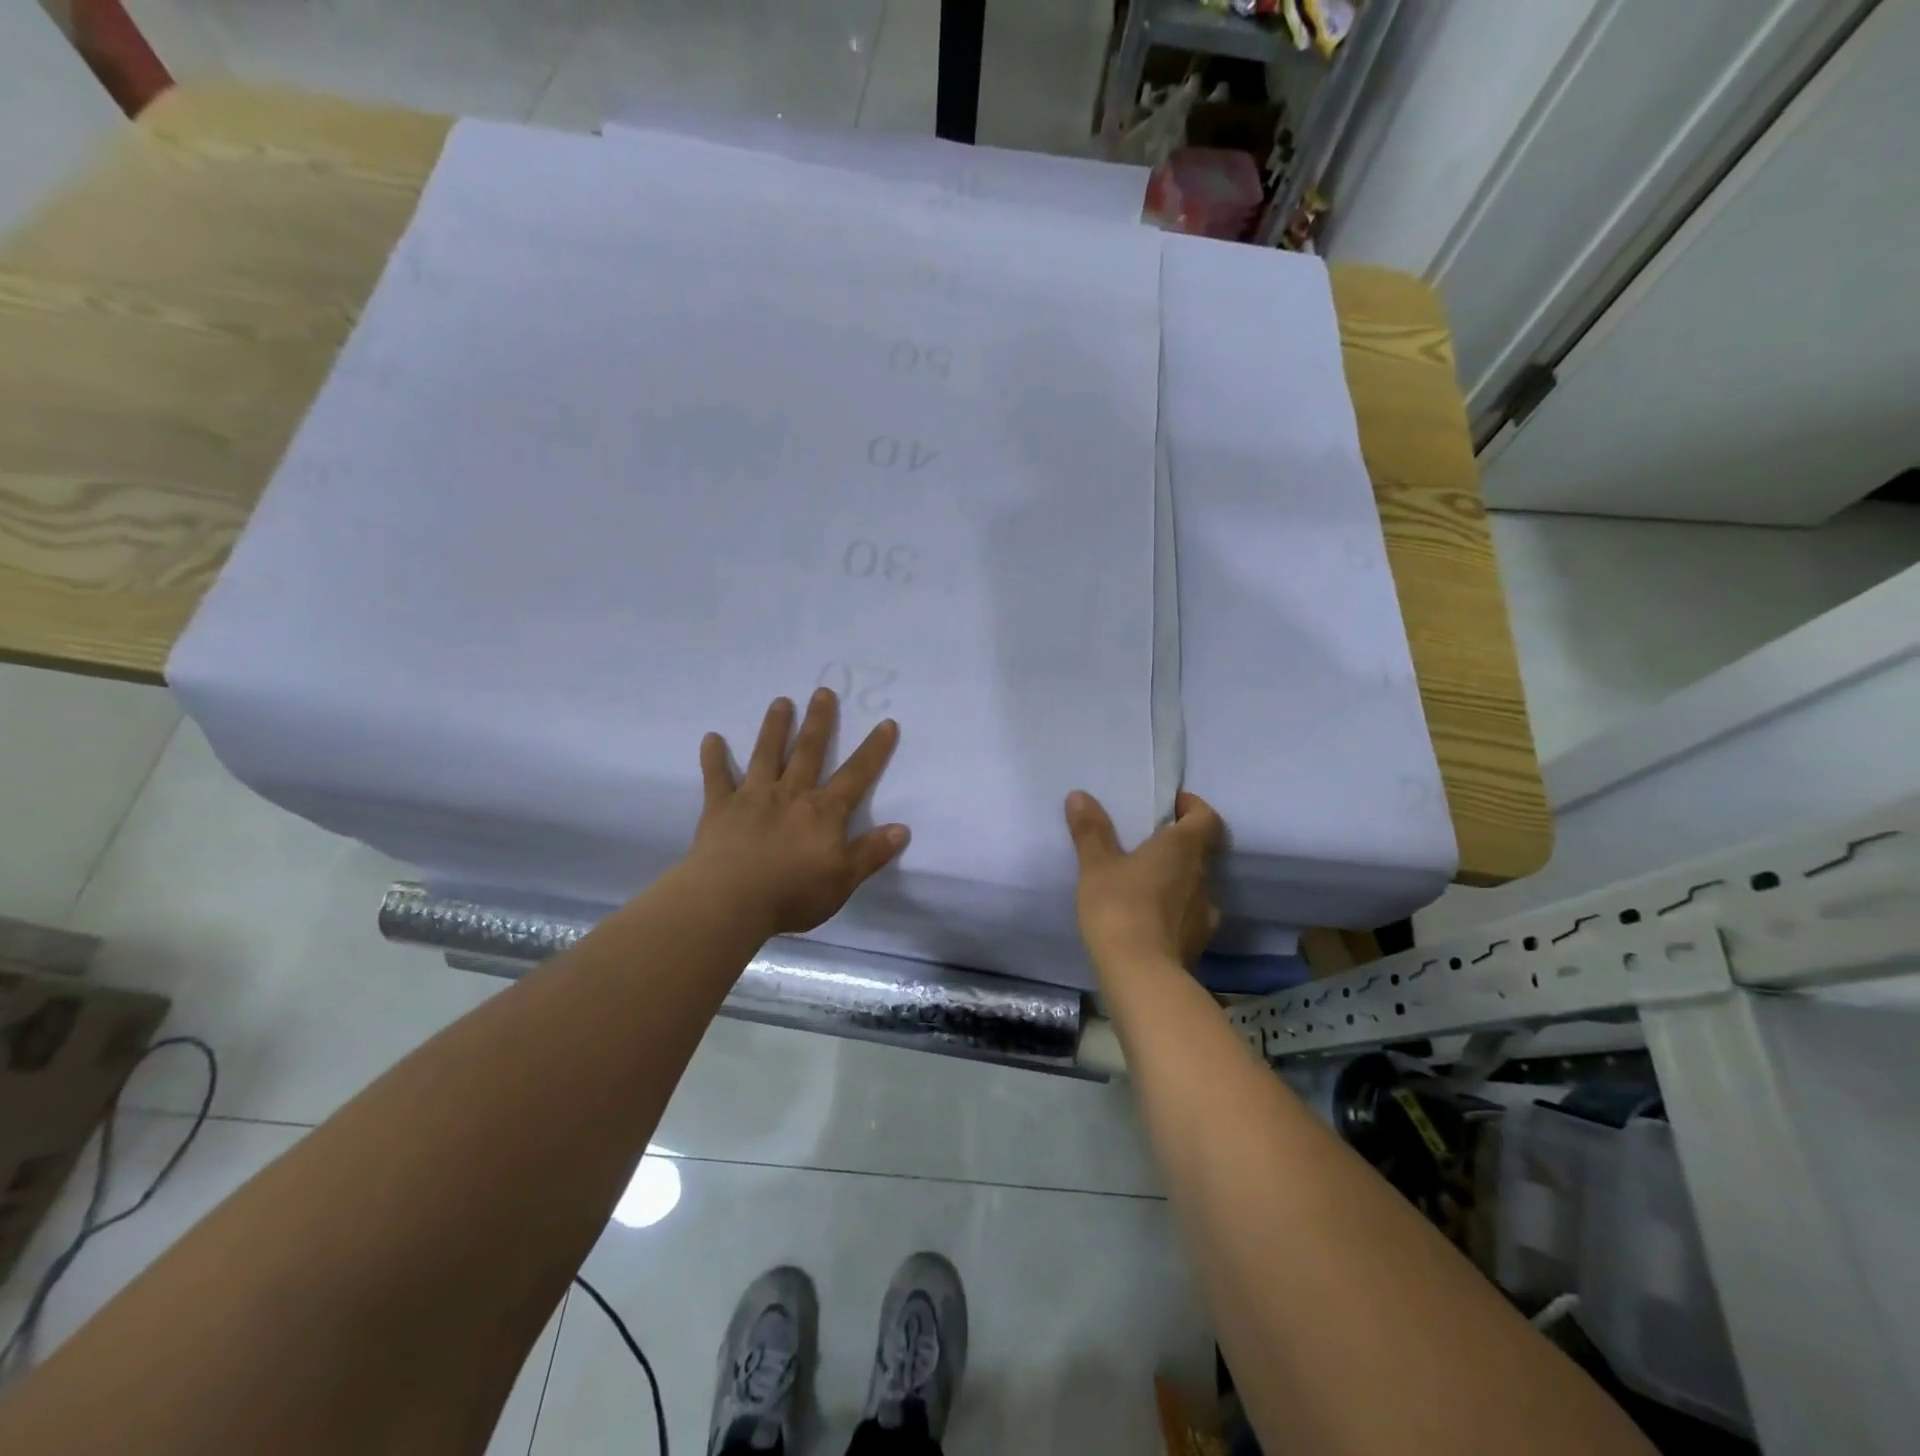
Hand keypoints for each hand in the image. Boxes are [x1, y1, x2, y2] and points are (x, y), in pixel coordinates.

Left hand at [682, 690, 909, 937]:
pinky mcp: (720, 808)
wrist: (730, 900)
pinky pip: (716, 777)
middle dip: (819, 722)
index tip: (886, 723)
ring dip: (774, 727)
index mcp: (823, 812)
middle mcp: (791, 794)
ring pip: (766, 754)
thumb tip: (902, 828)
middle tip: (823, 692)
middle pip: (809, 752)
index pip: (856, 776)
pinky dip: (713, 757)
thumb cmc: (792, 893)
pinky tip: (711, 738)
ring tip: (780, 702)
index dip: (874, 750)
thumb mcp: (843, 880)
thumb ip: (871, 852)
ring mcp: (754, 797)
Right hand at [1066, 790, 1224, 970]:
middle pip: (1201, 851)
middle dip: (1177, 844)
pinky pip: (1188, 915)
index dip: (1193, 808)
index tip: (1172, 806)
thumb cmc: (1119, 907)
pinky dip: (1173, 910)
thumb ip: (1091, 830)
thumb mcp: (1096, 866)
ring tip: (1144, 883)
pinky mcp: (1197, 942)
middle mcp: (1203, 876)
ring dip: (1175, 879)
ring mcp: (1205, 912)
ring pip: (1195, 884)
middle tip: (1146, 843)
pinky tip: (1149, 918)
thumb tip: (1080, 795)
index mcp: (1183, 848)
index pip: (1207, 818)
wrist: (1140, 975)